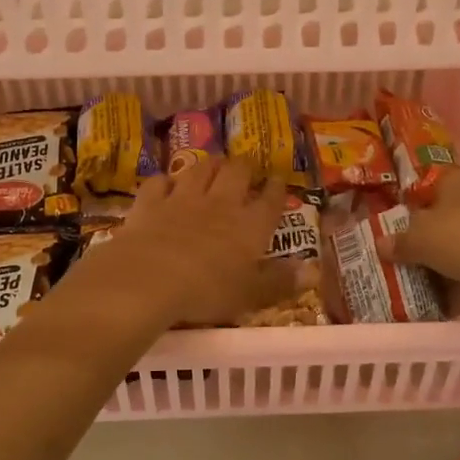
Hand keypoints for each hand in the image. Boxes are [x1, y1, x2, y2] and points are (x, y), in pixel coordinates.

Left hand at [92, 157, 302, 327]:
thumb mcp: (250, 295)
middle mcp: (220, 203)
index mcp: (250, 226)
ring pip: (200, 170)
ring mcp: (182, 199)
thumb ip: (280, 282)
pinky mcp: (150, 203)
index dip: (276, 188)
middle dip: (243, 167)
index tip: (277, 179)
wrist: (148, 279)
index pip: (270, 199)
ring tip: (213, 164)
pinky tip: (165, 183)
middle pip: (236, 173)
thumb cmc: (207, 292)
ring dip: (209, 165)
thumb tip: (310, 272)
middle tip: (245, 167)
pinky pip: (159, 182)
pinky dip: (164, 181)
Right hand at [376, 167, 459, 314]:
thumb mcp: (420, 237)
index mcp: (457, 182)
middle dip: (421, 239)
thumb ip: (399, 241)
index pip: (427, 183)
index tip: (390, 220)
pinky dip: (456, 289)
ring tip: (410, 285)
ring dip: (438, 267)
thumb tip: (381, 244)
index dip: (408, 200)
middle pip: (442, 219)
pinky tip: (434, 306)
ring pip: (457, 248)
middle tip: (395, 257)